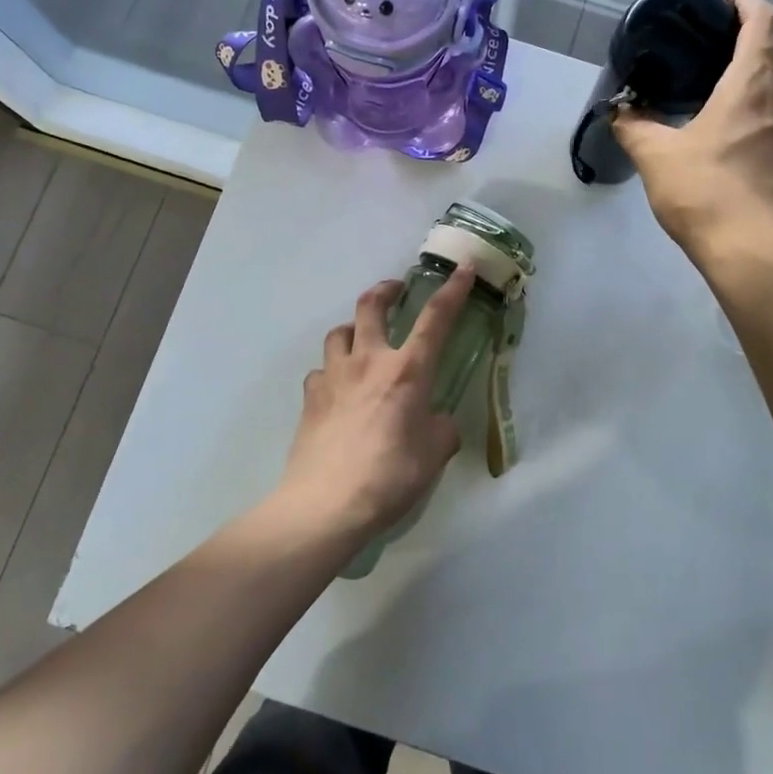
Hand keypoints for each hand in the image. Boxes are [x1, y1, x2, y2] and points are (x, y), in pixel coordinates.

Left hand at [279, 267, 476, 538]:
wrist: (326, 505)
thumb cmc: (390, 476)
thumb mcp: (434, 454)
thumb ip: (441, 429)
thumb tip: (435, 421)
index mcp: (407, 371)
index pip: (435, 319)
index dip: (452, 290)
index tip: (463, 268)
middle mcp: (368, 362)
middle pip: (370, 306)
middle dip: (385, 290)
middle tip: (396, 291)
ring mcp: (333, 377)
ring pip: (338, 333)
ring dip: (352, 329)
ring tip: (361, 340)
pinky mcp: (310, 398)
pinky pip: (321, 371)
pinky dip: (331, 371)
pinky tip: (337, 389)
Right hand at [612, 0, 772, 264]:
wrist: (751, 252)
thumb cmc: (706, 193)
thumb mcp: (657, 156)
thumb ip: (634, 127)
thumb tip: (619, 112)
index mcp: (751, 85)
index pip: (764, 20)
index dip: (745, 0)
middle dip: (747, 29)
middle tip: (705, 35)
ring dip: (751, 65)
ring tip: (708, 72)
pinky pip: (770, 107)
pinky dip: (750, 95)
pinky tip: (718, 116)